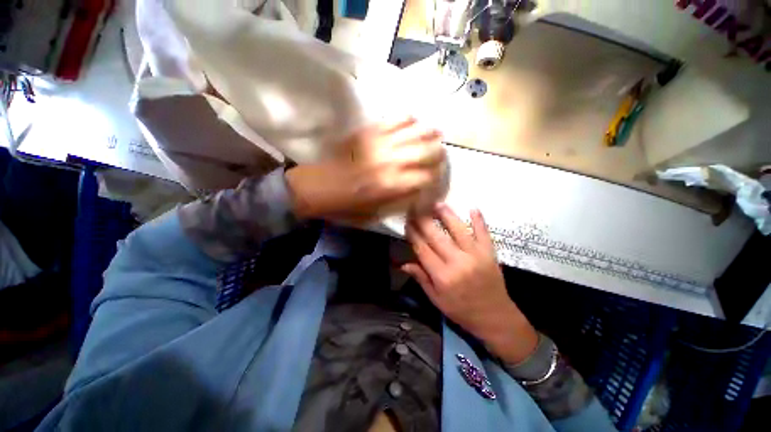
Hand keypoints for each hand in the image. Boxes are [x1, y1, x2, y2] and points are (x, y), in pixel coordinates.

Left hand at [285, 117, 445, 224]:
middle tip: (441, 154)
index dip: (437, 176)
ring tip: (436, 133)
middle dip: (438, 153)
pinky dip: (408, 119)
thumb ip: (400, 201)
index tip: (438, 176)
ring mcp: (380, 143)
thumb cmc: (347, 206)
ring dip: (429, 132)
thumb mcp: (376, 215)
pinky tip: (414, 121)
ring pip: (415, 131)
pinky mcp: (368, 132)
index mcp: (392, 185)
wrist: (318, 188)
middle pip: (426, 151)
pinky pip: (394, 119)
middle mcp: (391, 162)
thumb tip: (419, 189)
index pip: (427, 176)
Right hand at [403, 204, 537, 363]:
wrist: (495, 317)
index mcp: (442, 276)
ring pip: (458, 230)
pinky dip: (479, 220)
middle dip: (423, 221)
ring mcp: (475, 256)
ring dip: (447, 215)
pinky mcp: (489, 253)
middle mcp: (457, 263)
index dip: (413, 234)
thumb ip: (421, 279)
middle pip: (436, 237)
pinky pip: (483, 233)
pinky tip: (473, 208)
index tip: (407, 222)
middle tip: (416, 208)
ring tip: (437, 203)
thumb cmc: (461, 310)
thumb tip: (403, 264)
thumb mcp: (437, 299)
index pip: (423, 249)